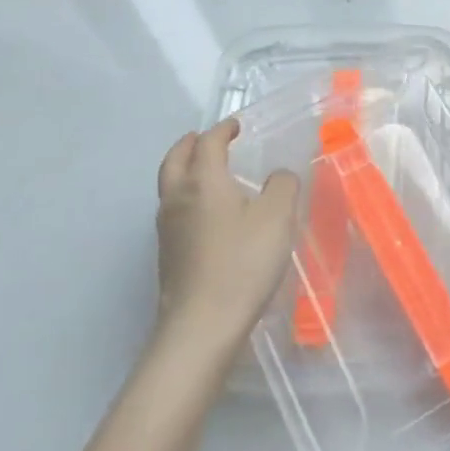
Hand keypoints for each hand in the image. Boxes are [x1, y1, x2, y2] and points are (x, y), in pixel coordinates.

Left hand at [154, 118, 300, 351]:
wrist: (202, 324)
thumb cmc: (243, 262)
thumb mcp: (277, 216)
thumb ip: (282, 186)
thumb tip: (278, 176)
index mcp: (203, 181)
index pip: (207, 143)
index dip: (222, 130)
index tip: (236, 126)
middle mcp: (177, 198)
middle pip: (175, 160)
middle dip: (189, 144)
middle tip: (205, 139)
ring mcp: (167, 229)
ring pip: (169, 186)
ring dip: (184, 170)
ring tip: (207, 171)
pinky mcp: (168, 254)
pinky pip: (173, 210)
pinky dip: (187, 196)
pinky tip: (208, 212)